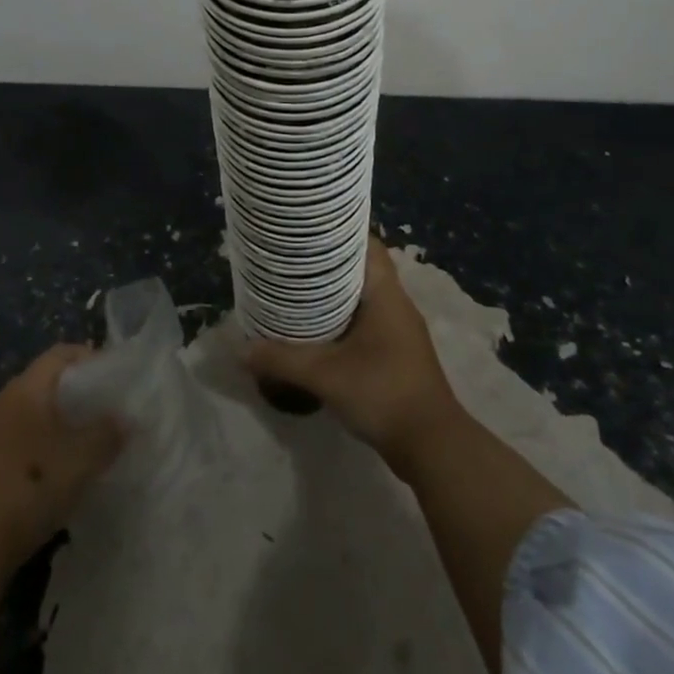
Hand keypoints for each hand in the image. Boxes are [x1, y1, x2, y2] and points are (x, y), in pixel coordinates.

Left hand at [0, 344, 124, 573]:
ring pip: (38, 412)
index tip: (117, 377)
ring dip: (65, 421)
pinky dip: (49, 443)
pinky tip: (64, 470)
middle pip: (49, 381)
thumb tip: (126, 418)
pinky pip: (27, 437)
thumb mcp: (81, 459)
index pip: (62, 353)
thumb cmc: (30, 487)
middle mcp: (7, 401)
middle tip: (110, 409)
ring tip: (93, 440)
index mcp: (27, 388)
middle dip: (81, 391)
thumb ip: (108, 433)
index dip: (91, 357)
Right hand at [244, 235, 462, 474]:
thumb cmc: (383, 393)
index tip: (307, 226)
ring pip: (364, 296)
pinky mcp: (399, 353)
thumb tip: (240, 349)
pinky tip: (319, 329)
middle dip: (328, 261)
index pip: (366, 243)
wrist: (432, 446)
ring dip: (335, 291)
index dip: (338, 230)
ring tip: (298, 287)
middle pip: (361, 267)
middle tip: (292, 256)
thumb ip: (282, 359)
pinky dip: (344, 317)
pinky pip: (367, 320)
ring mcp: (400, 330)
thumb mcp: (325, 375)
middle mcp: (396, 303)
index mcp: (386, 293)